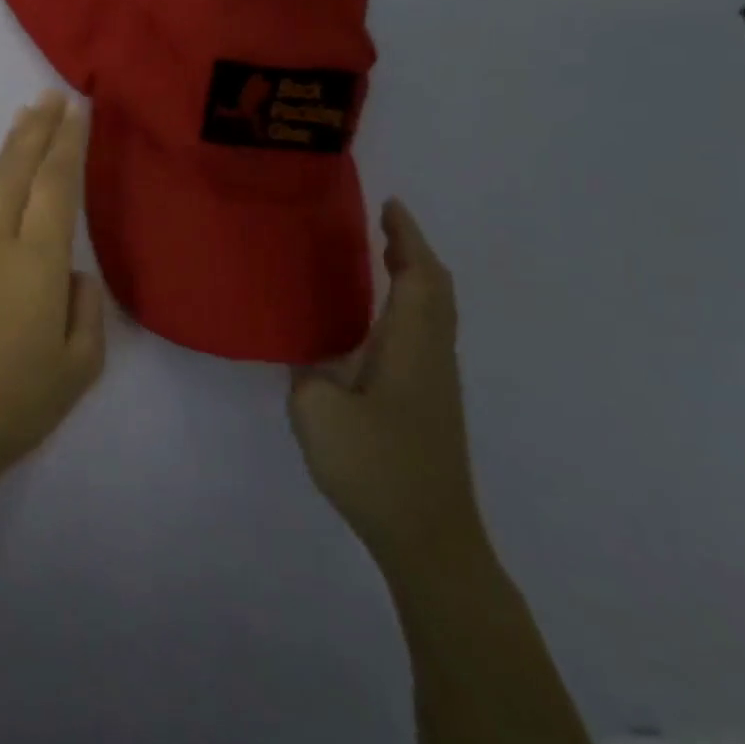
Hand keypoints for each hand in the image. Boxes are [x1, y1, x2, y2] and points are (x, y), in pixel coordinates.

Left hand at [0, 92, 105, 497]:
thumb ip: (84, 311)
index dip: (68, 144)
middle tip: (51, 96)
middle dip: (36, 130)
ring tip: (25, 123)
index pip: (56, 186)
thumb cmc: (12, 406)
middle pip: (15, 172)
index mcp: (35, 264)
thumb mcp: (76, 368)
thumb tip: (71, 275)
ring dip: (9, 151)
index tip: (78, 109)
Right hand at [287, 200, 487, 581]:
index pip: (419, 278)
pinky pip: (420, 336)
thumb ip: (308, 370)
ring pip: (432, 314)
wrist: (429, 538)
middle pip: (436, 292)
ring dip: (411, 279)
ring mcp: (433, 384)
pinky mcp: (426, 405)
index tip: (388, 206)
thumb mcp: (317, 411)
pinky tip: (369, 322)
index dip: (407, 239)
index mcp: (411, 349)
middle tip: (380, 225)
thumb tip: (310, 356)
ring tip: (374, 259)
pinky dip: (403, 309)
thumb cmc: (375, 467)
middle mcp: (431, 358)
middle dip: (413, 252)